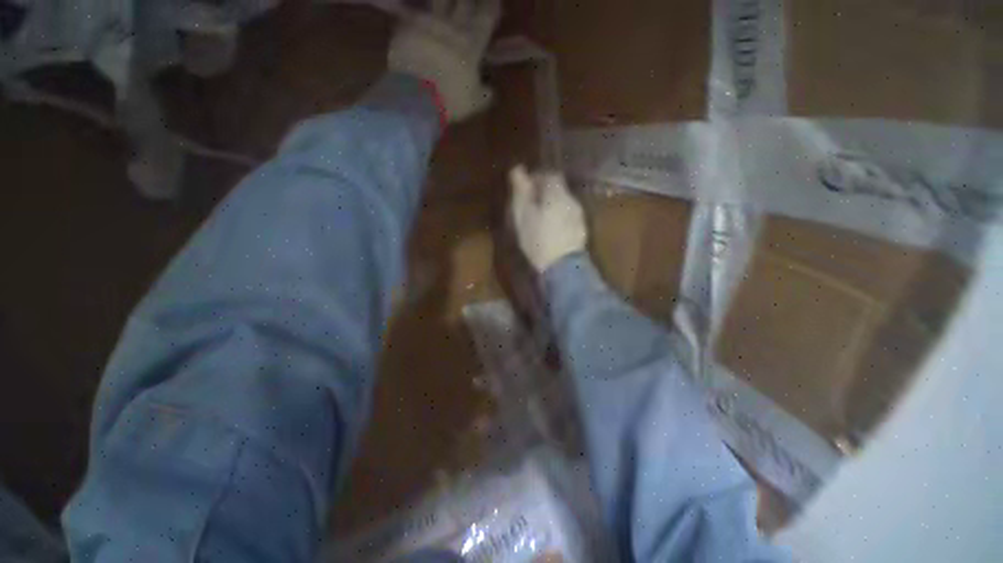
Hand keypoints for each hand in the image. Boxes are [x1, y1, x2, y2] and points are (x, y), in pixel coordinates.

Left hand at [388, 0, 500, 122]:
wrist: (416, 94)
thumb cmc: (451, 98)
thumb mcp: (475, 102)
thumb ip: (485, 93)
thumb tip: (489, 89)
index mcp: (472, 42)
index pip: (486, 16)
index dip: (491, 6)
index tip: (494, 1)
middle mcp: (452, 26)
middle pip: (464, 2)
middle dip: (469, 0)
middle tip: (471, 0)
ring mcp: (428, 23)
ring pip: (439, 1)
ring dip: (444, 1)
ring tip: (447, 3)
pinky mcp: (407, 26)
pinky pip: (414, 14)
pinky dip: (418, 14)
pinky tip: (419, 16)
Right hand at [510, 166, 587, 272]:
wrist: (562, 268)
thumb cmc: (538, 239)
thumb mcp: (523, 214)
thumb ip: (521, 191)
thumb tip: (518, 169)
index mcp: (558, 193)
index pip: (550, 175)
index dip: (537, 178)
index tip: (526, 188)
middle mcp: (572, 200)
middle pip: (559, 189)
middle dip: (545, 193)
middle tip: (530, 204)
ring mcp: (579, 216)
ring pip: (564, 204)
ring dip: (552, 206)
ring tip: (539, 218)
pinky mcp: (581, 231)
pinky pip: (568, 217)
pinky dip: (559, 218)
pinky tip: (551, 230)